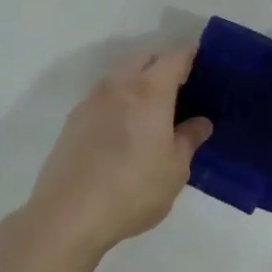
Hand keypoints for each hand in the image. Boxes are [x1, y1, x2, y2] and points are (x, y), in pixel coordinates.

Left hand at [25, 49, 212, 258]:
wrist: (68, 214)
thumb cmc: (133, 189)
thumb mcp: (174, 169)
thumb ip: (188, 140)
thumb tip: (200, 123)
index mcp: (150, 90)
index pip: (174, 58)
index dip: (190, 57)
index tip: (203, 66)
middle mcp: (119, 85)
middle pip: (144, 59)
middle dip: (162, 65)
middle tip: (179, 89)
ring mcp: (92, 100)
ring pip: (120, 76)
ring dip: (137, 82)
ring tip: (152, 110)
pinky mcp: (73, 120)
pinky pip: (103, 97)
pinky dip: (118, 101)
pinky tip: (124, 129)